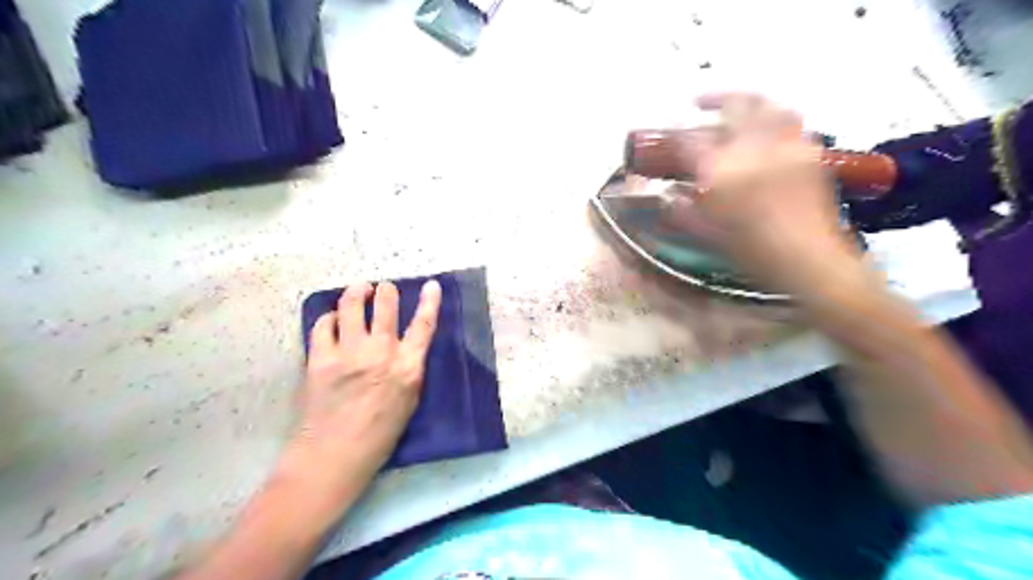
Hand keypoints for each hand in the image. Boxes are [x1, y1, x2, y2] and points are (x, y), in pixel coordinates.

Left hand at [288, 282, 441, 487]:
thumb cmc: (379, 435)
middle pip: (386, 306)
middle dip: (386, 291)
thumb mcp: (409, 401)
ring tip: (358, 289)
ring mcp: (348, 353)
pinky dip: (329, 317)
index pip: (424, 325)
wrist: (333, 455)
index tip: (431, 284)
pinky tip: (332, 319)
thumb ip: (409, 369)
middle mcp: (380, 353)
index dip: (430, 302)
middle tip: (384, 288)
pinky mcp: (320, 358)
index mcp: (407, 367)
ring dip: (357, 292)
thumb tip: (404, 346)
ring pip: (352, 306)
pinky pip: (324, 325)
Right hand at [666, 96, 861, 294]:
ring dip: (749, 101)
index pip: (691, 141)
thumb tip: (668, 197)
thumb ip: (683, 211)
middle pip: (734, 105)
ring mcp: (785, 146)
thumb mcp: (707, 233)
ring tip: (738, 108)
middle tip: (699, 103)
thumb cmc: (751, 251)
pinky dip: (775, 118)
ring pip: (768, 105)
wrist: (807, 259)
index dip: (675, 136)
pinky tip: (769, 131)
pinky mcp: (810, 152)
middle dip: (713, 98)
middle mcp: (754, 148)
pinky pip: (792, 122)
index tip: (668, 136)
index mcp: (722, 171)